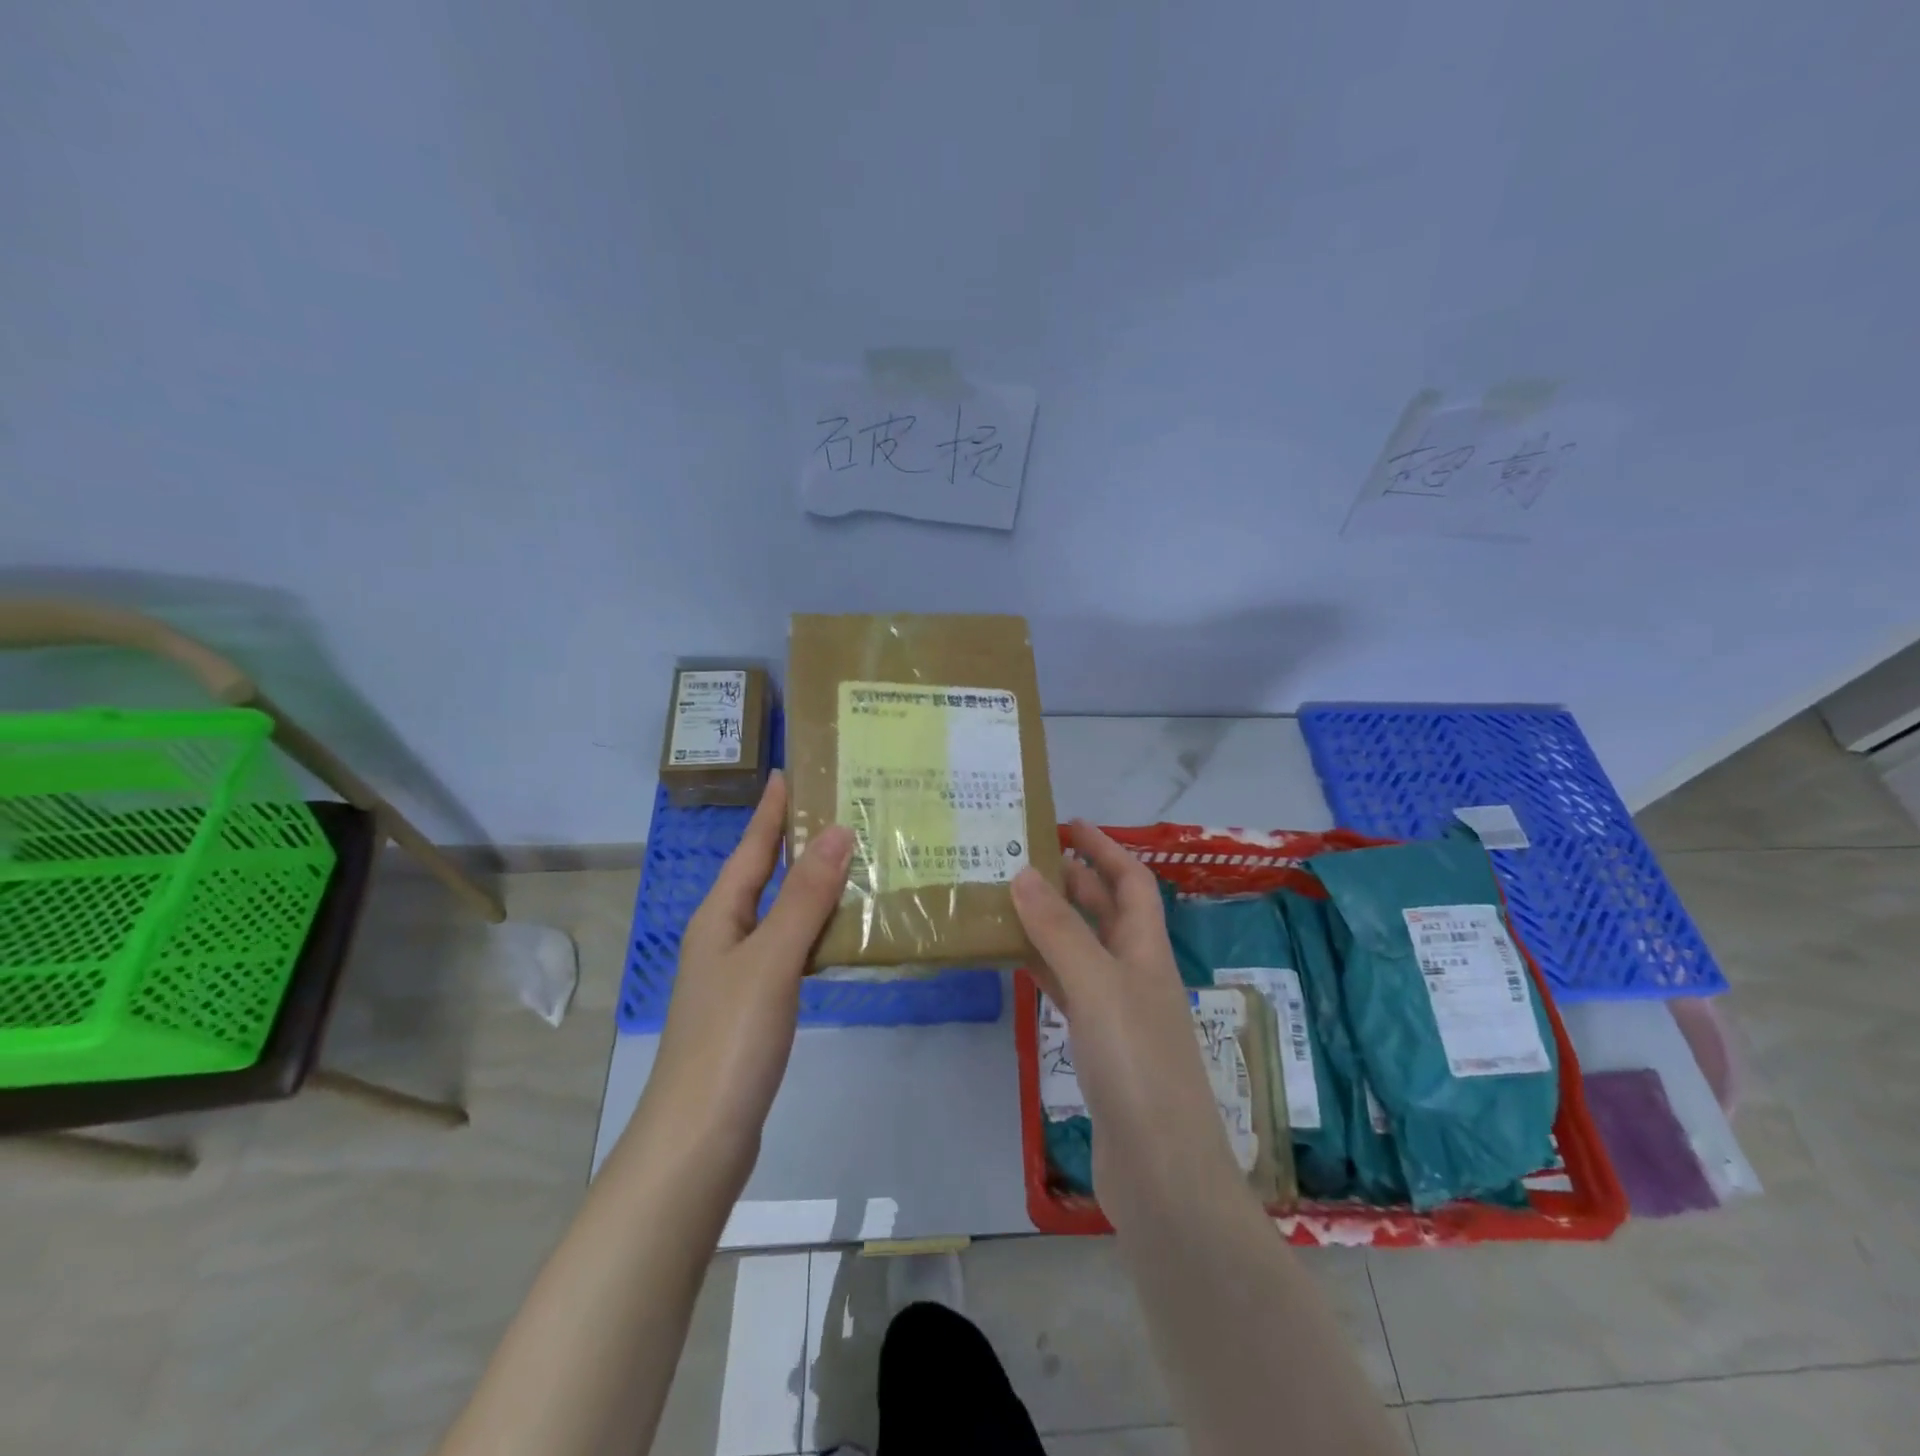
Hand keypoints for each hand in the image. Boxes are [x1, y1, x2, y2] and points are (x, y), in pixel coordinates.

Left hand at [642, 772, 853, 1186]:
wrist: (700, 1137)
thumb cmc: (731, 1038)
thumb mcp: (771, 959)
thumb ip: (805, 897)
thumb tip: (837, 831)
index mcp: (720, 917)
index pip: (750, 848)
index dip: (769, 811)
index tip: (789, 772)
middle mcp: (724, 937)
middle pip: (762, 876)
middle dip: (794, 842)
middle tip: (839, 810)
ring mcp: (738, 974)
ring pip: (779, 913)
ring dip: (810, 885)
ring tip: (852, 860)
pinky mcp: (756, 1006)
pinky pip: (789, 948)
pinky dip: (815, 929)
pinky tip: (841, 931)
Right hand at [1011, 821, 1237, 1200]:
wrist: (1161, 1173)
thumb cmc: (1138, 1065)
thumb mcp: (1098, 985)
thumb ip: (1060, 929)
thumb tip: (1024, 872)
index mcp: (1148, 950)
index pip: (1132, 881)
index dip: (1105, 848)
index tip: (1067, 823)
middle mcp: (1136, 973)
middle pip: (1106, 911)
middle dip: (1073, 880)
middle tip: (1022, 858)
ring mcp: (1118, 1012)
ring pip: (1082, 949)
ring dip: (1052, 922)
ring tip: (1007, 899)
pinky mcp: (1098, 1047)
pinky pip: (1067, 989)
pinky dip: (1042, 967)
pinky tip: (1013, 960)